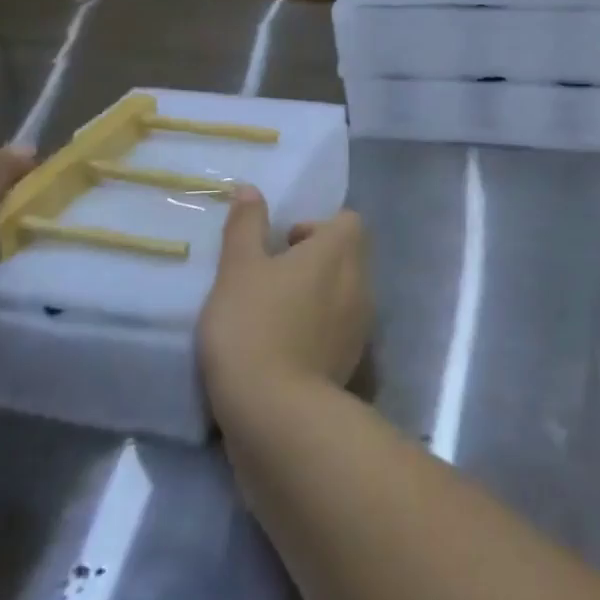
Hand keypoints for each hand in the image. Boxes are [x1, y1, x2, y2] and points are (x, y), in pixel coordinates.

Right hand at [198, 188, 371, 415]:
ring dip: (318, 294)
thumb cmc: (253, 325)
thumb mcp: (238, 269)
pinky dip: (320, 327)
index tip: (282, 245)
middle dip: (316, 260)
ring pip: (346, 293)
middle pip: (349, 256)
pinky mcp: (354, 360)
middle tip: (273, 277)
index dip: (317, 226)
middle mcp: (360, 282)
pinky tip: (284, 345)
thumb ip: (246, 226)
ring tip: (275, 312)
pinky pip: (341, 328)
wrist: (275, 411)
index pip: (348, 221)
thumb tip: (250, 189)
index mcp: (339, 252)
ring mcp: (361, 324)